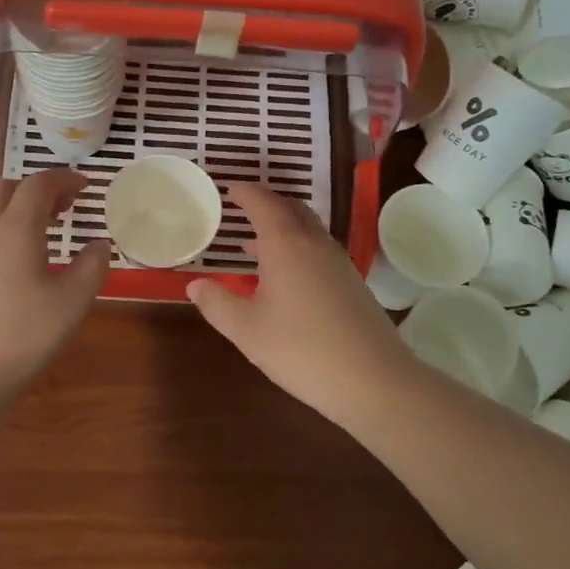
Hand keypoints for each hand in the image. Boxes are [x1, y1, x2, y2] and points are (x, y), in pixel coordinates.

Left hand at [0, 169, 109, 401]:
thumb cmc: (22, 337)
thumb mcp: (71, 303)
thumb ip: (91, 267)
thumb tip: (100, 244)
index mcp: (15, 230)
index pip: (37, 185)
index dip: (64, 179)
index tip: (87, 185)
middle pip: (8, 190)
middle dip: (39, 188)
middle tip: (67, 204)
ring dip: (21, 209)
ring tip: (49, 229)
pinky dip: (9, 231)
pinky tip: (25, 262)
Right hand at [186, 183, 420, 430]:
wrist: (374, 380)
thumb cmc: (301, 350)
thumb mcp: (247, 330)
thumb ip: (217, 303)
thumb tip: (195, 284)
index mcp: (286, 245)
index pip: (263, 204)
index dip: (245, 193)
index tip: (230, 188)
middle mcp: (315, 244)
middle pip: (291, 209)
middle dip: (267, 203)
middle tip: (243, 207)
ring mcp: (339, 263)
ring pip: (308, 230)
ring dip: (283, 227)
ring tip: (256, 243)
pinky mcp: (352, 283)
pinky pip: (319, 250)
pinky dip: (297, 247)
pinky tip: (285, 276)